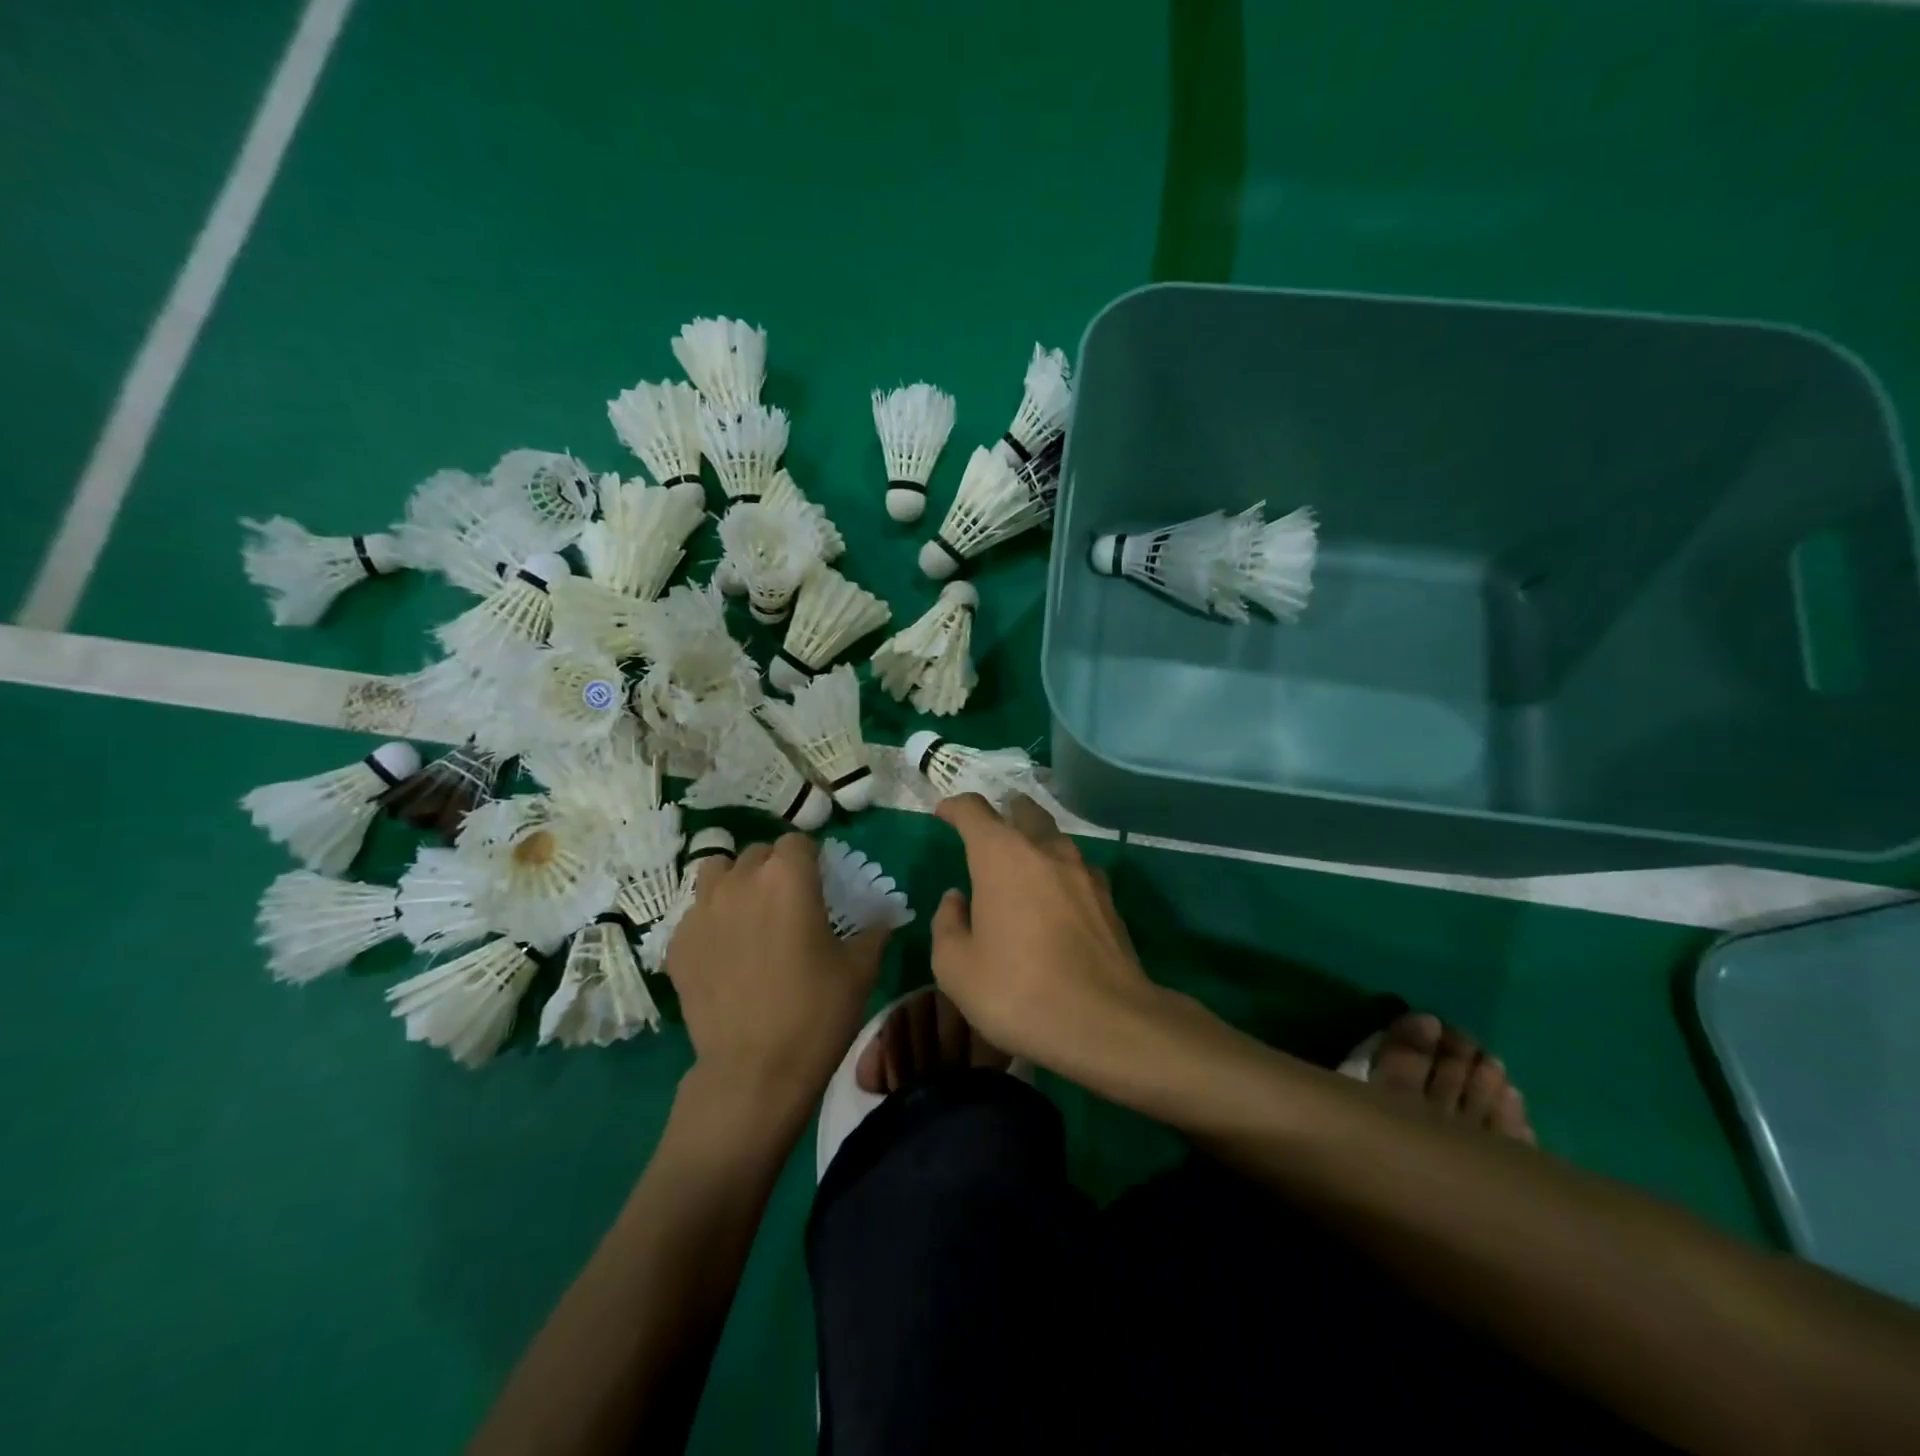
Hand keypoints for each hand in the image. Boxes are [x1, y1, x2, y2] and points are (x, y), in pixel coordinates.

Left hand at [666, 834, 890, 1109]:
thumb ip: (874, 931)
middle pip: (757, 853)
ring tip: (748, 913)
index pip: (797, 841)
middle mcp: (740, 881)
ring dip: (735, 882)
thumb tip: (884, 917)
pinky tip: (723, 950)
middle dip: (774, 868)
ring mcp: (701, 910)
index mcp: (788, 877)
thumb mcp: (860, 970)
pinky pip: (694, 912)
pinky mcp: (677, 943)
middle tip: (788, 902)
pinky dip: (710, 919)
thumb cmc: (816, 1013)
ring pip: (716, 872)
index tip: (820, 881)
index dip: (811, 857)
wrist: (754, 1071)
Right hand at [929, 794, 1163, 1072]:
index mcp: (1001, 856)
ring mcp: (1083, 871)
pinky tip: (1054, 901)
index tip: (943, 814)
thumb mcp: (956, 968)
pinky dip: (1058, 874)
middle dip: (1003, 812)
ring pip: (1054, 838)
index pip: (974, 810)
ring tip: (1020, 867)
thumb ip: (948, 925)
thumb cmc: (1018, 991)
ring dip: (1034, 842)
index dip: (954, 807)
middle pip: (1024, 811)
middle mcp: (1045, 850)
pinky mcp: (1108, 898)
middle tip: (988, 831)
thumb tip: (956, 900)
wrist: (1106, 1023)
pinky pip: (1076, 870)